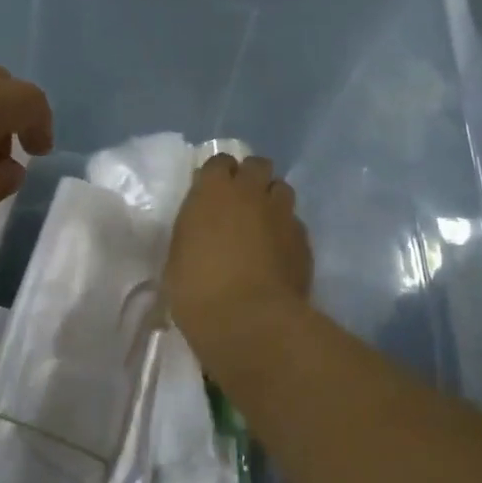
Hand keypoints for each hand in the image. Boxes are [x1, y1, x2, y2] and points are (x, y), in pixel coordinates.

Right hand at [166, 153, 312, 344]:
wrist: (250, 321)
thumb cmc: (198, 290)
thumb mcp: (178, 257)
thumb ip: (194, 232)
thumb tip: (202, 232)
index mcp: (213, 191)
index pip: (219, 161)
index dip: (217, 175)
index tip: (211, 193)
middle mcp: (250, 192)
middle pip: (257, 165)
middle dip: (250, 177)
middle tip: (240, 202)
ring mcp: (281, 213)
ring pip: (281, 189)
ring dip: (271, 199)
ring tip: (263, 223)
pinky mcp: (303, 239)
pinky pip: (294, 222)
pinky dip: (286, 230)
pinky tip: (278, 252)